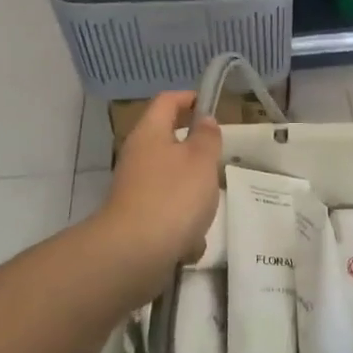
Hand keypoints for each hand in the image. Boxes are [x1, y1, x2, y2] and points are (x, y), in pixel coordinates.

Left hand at [97, 92, 220, 294]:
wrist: (134, 254)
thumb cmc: (173, 196)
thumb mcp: (202, 160)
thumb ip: (207, 137)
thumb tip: (204, 121)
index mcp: (150, 133)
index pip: (167, 101)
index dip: (189, 98)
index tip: (212, 106)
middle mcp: (137, 157)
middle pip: (168, 143)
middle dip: (196, 154)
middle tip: (218, 160)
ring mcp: (134, 190)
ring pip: (171, 182)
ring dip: (192, 194)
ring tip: (209, 208)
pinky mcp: (136, 220)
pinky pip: (167, 215)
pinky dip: (181, 226)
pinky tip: (191, 242)